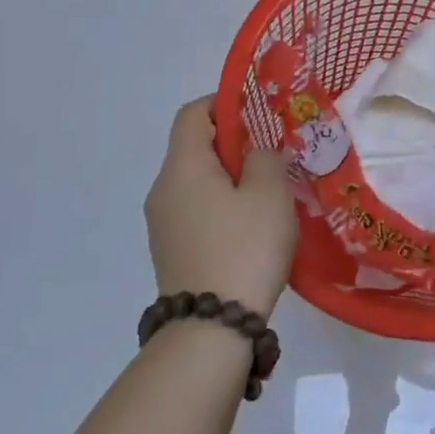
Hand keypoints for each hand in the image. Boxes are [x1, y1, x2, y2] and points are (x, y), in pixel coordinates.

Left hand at [145, 97, 298, 317]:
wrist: (210, 330)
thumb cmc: (244, 248)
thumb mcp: (269, 193)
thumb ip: (265, 158)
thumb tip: (257, 152)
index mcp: (182, 166)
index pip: (193, 113)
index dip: (224, 102)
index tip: (258, 113)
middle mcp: (163, 189)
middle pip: (193, 146)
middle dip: (233, 142)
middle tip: (272, 153)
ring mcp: (162, 223)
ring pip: (196, 181)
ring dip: (229, 177)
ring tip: (267, 191)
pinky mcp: (170, 251)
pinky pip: (195, 210)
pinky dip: (220, 205)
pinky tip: (251, 226)